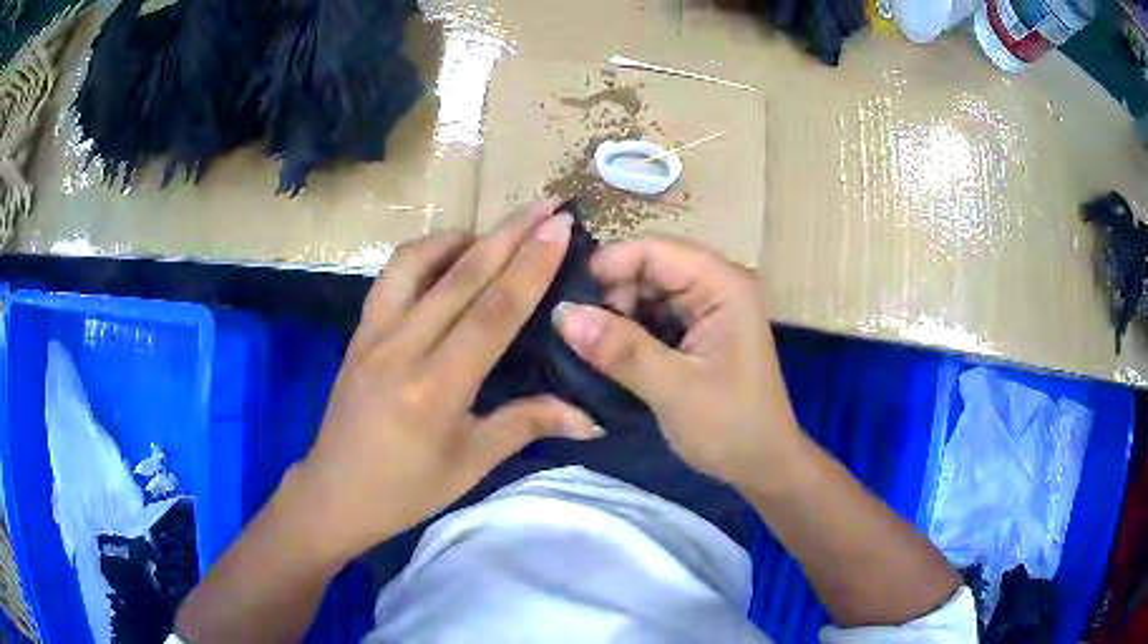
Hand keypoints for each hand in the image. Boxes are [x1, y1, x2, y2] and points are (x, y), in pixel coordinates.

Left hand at [293, 199, 601, 561]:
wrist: (335, 492)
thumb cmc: (407, 489)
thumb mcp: (471, 464)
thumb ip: (528, 425)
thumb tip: (590, 418)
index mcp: (435, 389)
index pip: (493, 312)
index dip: (531, 265)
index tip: (560, 227)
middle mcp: (402, 349)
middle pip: (462, 275)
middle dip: (510, 233)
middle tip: (547, 206)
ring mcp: (373, 335)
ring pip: (416, 263)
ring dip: (461, 236)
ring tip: (494, 232)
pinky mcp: (358, 333)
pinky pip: (390, 278)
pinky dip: (422, 255)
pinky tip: (445, 259)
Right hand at [552, 236, 802, 489]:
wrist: (762, 464)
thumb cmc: (731, 427)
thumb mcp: (674, 389)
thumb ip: (620, 349)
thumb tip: (561, 313)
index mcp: (722, 284)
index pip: (653, 249)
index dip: (607, 267)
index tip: (566, 305)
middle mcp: (715, 284)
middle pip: (646, 267)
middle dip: (609, 296)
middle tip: (577, 336)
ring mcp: (705, 307)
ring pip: (644, 292)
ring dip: (614, 316)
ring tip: (587, 348)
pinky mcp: (695, 330)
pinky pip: (651, 315)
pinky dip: (627, 331)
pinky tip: (607, 354)